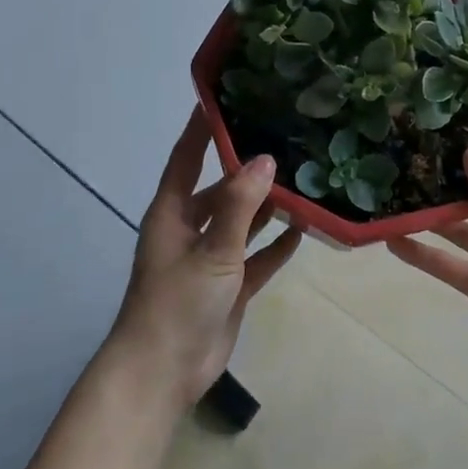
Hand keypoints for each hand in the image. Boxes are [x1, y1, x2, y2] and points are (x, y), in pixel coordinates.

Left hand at [109, 109, 300, 410]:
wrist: (164, 372)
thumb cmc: (177, 302)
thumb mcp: (212, 250)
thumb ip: (240, 206)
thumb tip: (265, 159)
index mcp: (172, 213)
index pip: (187, 158)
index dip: (201, 129)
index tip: (223, 96)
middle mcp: (190, 229)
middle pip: (221, 189)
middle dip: (248, 169)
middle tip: (284, 140)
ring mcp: (210, 259)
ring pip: (242, 223)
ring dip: (267, 207)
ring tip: (303, 180)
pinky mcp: (229, 287)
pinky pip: (256, 258)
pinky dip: (275, 246)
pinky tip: (303, 229)